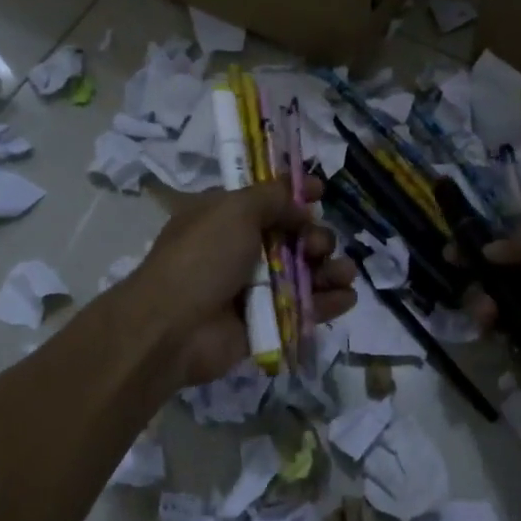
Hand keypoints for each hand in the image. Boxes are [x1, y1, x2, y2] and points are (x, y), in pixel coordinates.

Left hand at [125, 177, 357, 388]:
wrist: (173, 328)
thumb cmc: (202, 258)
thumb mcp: (233, 210)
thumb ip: (272, 197)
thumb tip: (301, 204)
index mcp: (225, 217)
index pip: (267, 199)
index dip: (295, 194)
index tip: (320, 192)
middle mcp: (241, 249)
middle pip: (293, 236)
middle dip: (315, 237)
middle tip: (316, 246)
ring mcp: (255, 287)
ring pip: (305, 273)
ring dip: (330, 269)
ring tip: (343, 273)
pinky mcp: (268, 321)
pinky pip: (305, 308)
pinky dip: (329, 301)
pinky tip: (346, 297)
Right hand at [468, 224, 520, 436]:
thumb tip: (491, 247)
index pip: (519, 250)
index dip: (485, 250)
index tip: (452, 256)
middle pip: (507, 285)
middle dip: (483, 288)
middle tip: (478, 303)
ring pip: (508, 319)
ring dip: (489, 317)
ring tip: (487, 325)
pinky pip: (517, 354)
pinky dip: (504, 349)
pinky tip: (499, 348)